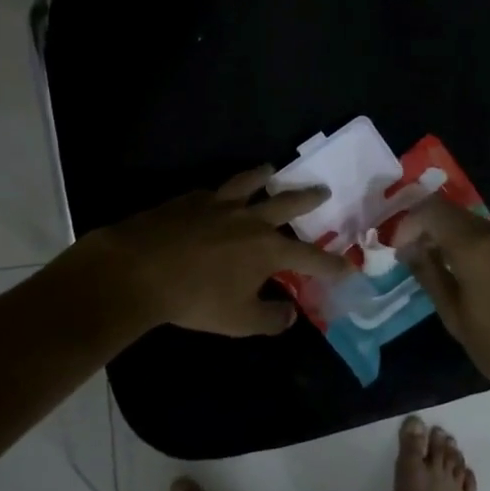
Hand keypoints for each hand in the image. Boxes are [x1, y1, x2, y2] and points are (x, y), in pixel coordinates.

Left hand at [91, 167, 354, 336]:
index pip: (310, 257)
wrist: (141, 268)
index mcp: (268, 249)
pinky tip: (217, 193)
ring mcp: (219, 204)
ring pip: (249, 182)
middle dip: (308, 198)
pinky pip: (213, 191)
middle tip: (323, 190)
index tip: (348, 267)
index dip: (331, 264)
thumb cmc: (196, 299)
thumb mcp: (239, 320)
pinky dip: (221, 191)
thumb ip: (270, 318)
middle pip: (287, 203)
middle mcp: (250, 219)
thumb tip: (290, 315)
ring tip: (270, 169)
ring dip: (264, 176)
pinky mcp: (190, 199)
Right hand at [397, 198, 489, 399]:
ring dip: (452, 239)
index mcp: (475, 246)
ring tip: (442, 269)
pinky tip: (474, 278)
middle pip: (454, 213)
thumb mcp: (454, 316)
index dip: (409, 222)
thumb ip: (429, 273)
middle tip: (415, 257)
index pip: (431, 209)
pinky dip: (476, 248)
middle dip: (429, 229)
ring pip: (475, 226)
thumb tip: (408, 249)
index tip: (400, 249)